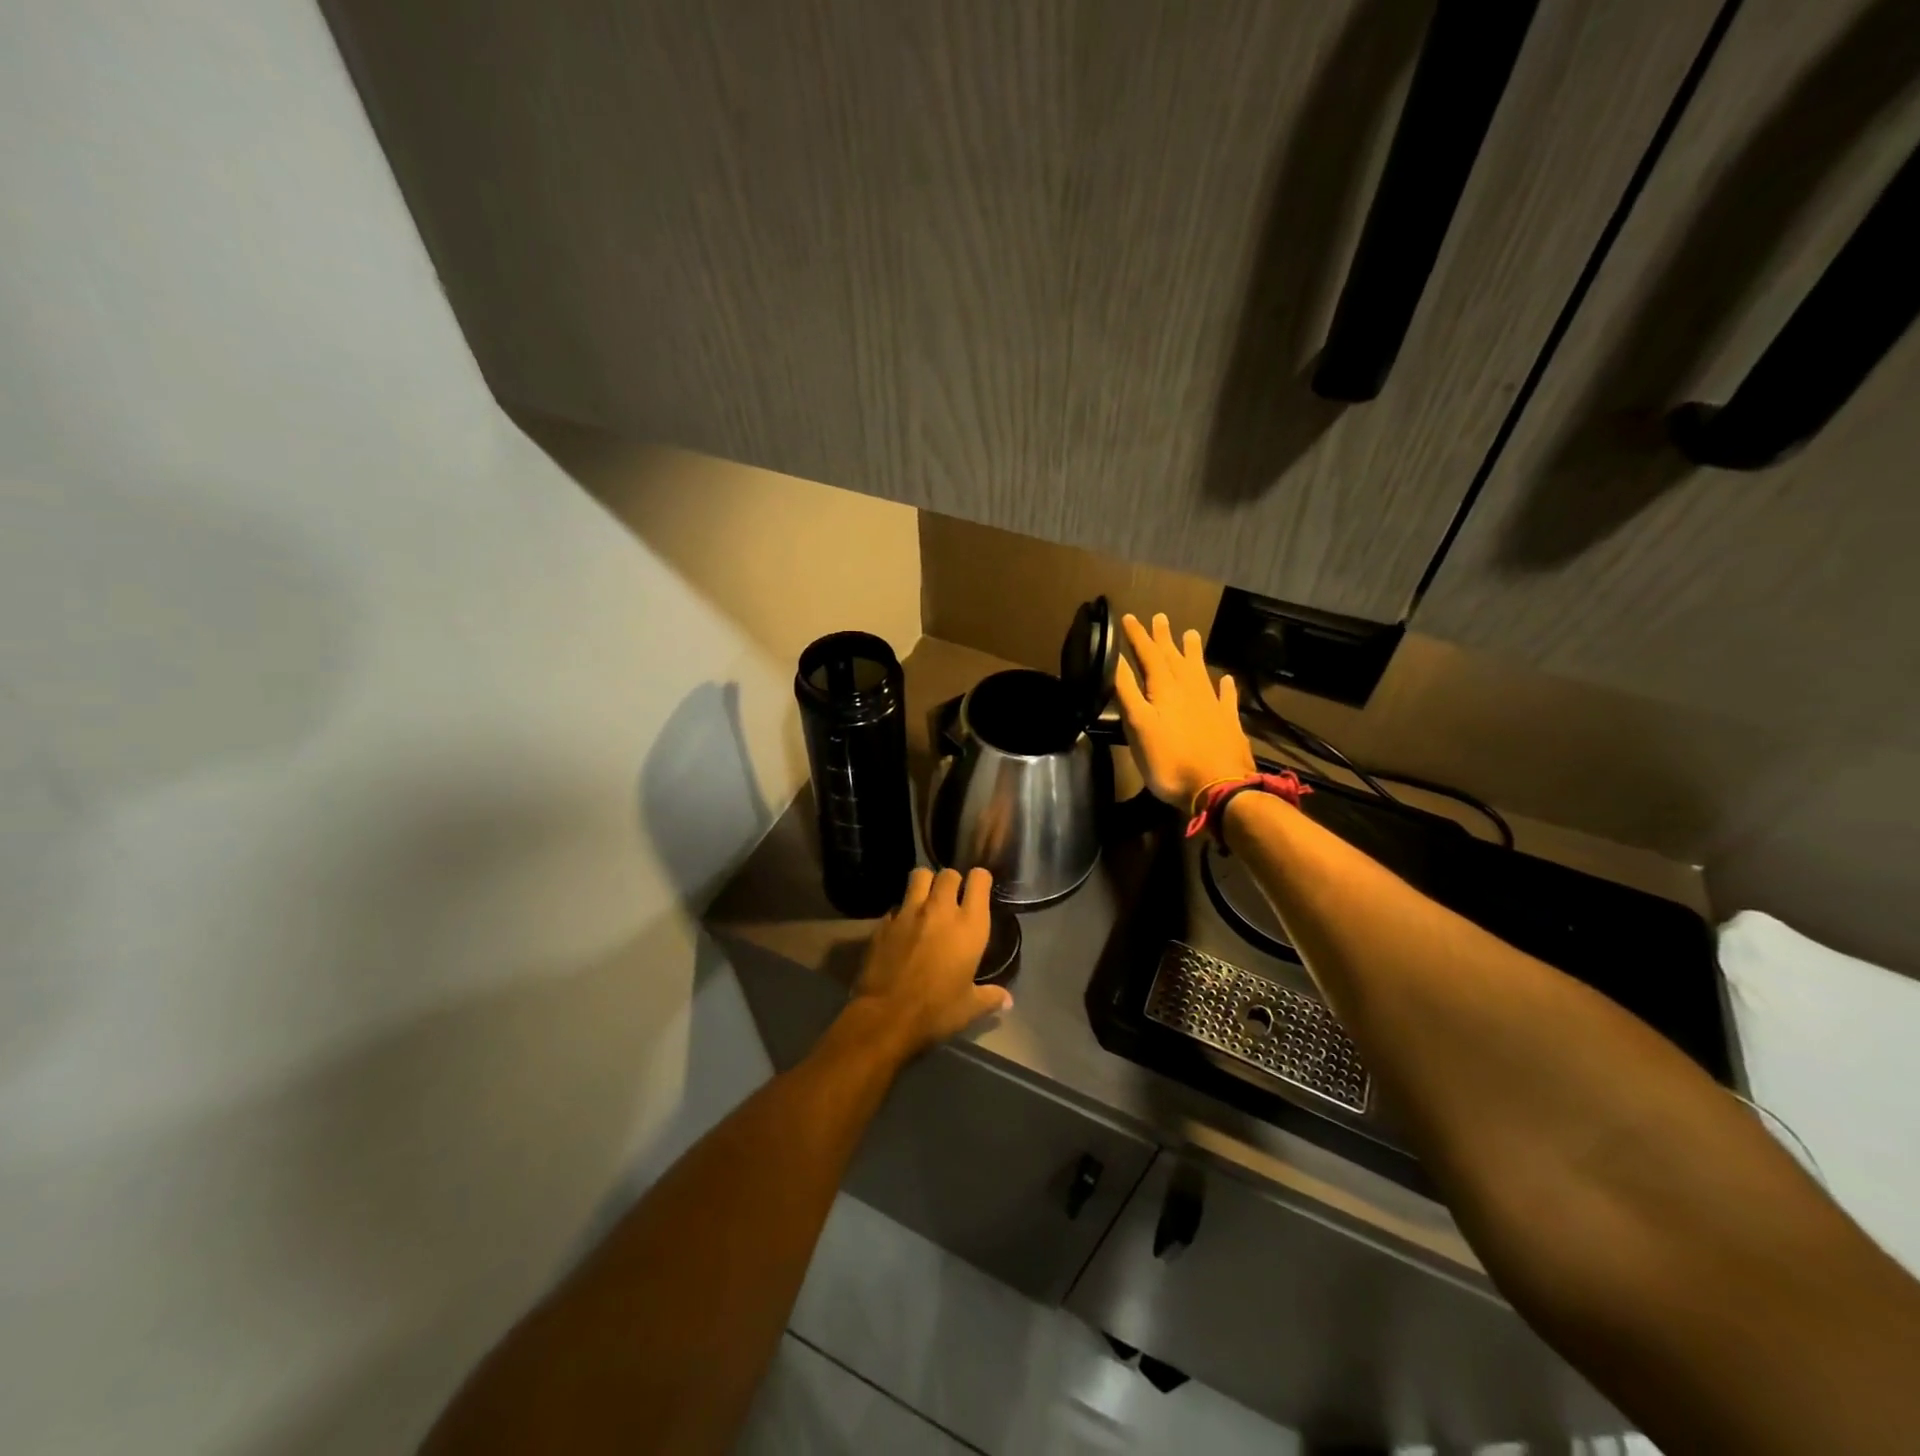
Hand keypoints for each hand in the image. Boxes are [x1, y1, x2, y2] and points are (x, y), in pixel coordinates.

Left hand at [850, 866, 1009, 1058]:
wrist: (886, 1016)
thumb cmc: (936, 1011)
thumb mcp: (970, 1007)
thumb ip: (990, 997)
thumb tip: (1008, 1001)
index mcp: (969, 925)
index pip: (979, 880)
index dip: (980, 880)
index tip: (979, 889)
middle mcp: (940, 910)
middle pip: (948, 873)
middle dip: (952, 881)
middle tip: (952, 897)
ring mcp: (909, 912)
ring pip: (919, 876)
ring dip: (925, 883)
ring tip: (926, 900)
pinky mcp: (884, 922)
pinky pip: (896, 905)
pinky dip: (902, 911)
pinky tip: (903, 928)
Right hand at [1114, 612, 1256, 809]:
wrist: (1219, 787)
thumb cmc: (1169, 760)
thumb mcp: (1138, 726)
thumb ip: (1127, 692)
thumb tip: (1116, 659)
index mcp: (1164, 689)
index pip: (1148, 655)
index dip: (1138, 637)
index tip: (1129, 618)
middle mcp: (1190, 690)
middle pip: (1174, 658)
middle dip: (1164, 639)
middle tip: (1160, 617)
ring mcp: (1212, 705)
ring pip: (1200, 671)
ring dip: (1193, 652)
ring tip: (1191, 634)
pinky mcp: (1228, 723)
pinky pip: (1226, 698)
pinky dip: (1225, 686)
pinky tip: (1226, 679)